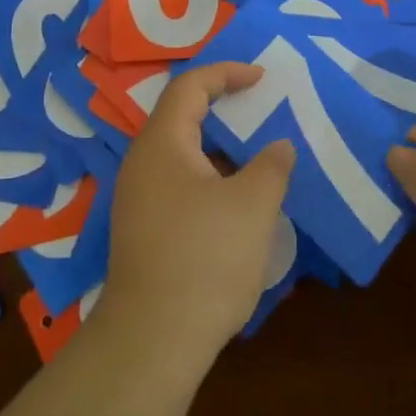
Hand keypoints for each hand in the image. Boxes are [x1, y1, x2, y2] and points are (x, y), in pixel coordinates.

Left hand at [100, 62, 295, 368]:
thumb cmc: (205, 258)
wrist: (152, 342)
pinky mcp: (143, 230)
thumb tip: (278, 147)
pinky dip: (209, 176)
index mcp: (162, 143)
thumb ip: (271, 166)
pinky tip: (236, 201)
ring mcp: (138, 199)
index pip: (190, 87)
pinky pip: (178, 183)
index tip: (261, 77)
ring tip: (256, 153)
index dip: (226, 73)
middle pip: (181, 117)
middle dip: (222, 107)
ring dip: (218, 147)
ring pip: (181, 154)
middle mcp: (142, 163)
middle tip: (260, 108)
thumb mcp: (252, 206)